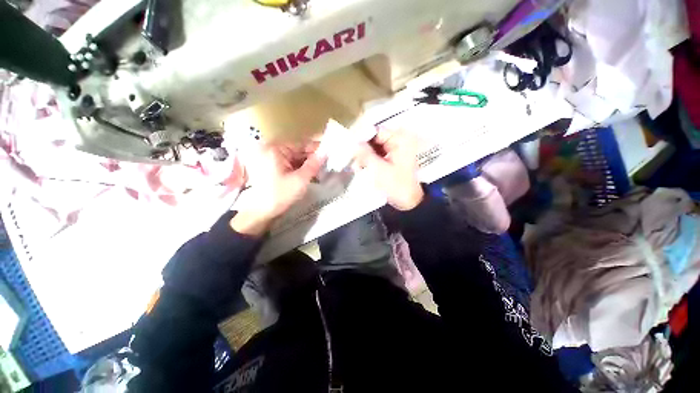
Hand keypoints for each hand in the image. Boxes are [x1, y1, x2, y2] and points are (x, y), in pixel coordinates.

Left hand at [232, 143, 324, 235]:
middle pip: (298, 151)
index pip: (301, 145)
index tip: (330, 153)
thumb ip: (314, 165)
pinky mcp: (273, 168)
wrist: (261, 212)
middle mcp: (273, 150)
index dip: (317, 149)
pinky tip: (311, 174)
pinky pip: (291, 164)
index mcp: (276, 149)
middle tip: (328, 164)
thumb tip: (326, 152)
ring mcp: (272, 159)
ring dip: (308, 165)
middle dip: (313, 158)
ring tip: (322, 170)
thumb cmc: (280, 195)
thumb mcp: (300, 180)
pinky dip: (301, 169)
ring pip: (296, 158)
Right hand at [355, 129, 423, 210]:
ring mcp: (395, 150)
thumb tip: (353, 142)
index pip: (376, 131)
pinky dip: (369, 160)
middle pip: (375, 139)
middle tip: (350, 157)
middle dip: (362, 148)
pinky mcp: (392, 158)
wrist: (408, 202)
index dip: (361, 136)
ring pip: (374, 147)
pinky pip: (377, 154)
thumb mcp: (378, 169)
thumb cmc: (397, 185)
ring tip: (355, 165)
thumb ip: (365, 154)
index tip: (348, 143)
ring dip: (364, 155)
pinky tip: (361, 167)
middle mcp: (398, 141)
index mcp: (400, 140)